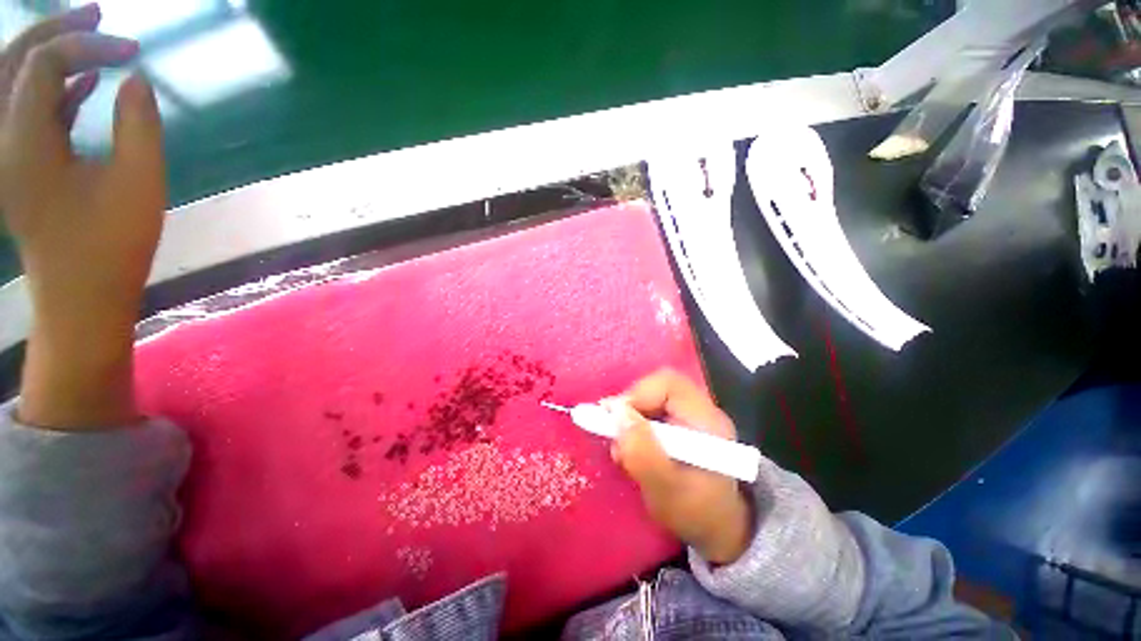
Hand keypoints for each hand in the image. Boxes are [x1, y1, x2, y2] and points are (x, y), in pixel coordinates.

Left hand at [0, 5, 165, 427]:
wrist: (80, 296)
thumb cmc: (111, 245)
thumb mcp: (138, 184)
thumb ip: (139, 125)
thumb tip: (136, 80)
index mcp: (23, 142)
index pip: (44, 63)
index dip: (89, 46)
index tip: (134, 52)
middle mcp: (2, 140)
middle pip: (15, 61)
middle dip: (58, 31)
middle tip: (100, 14)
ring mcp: (7, 155)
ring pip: (15, 82)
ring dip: (51, 55)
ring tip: (92, 39)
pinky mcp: (20, 167)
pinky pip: (27, 110)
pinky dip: (53, 88)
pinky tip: (84, 86)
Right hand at [610, 369, 754, 564]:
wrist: (716, 527)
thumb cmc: (695, 514)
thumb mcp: (666, 491)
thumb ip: (642, 453)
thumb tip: (616, 413)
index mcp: (707, 421)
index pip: (669, 385)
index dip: (638, 394)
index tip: (613, 418)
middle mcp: (701, 410)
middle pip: (659, 386)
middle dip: (631, 405)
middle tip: (614, 430)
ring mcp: (692, 414)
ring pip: (652, 396)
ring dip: (630, 416)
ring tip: (622, 445)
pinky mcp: (681, 423)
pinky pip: (652, 409)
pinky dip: (635, 423)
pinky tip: (631, 447)